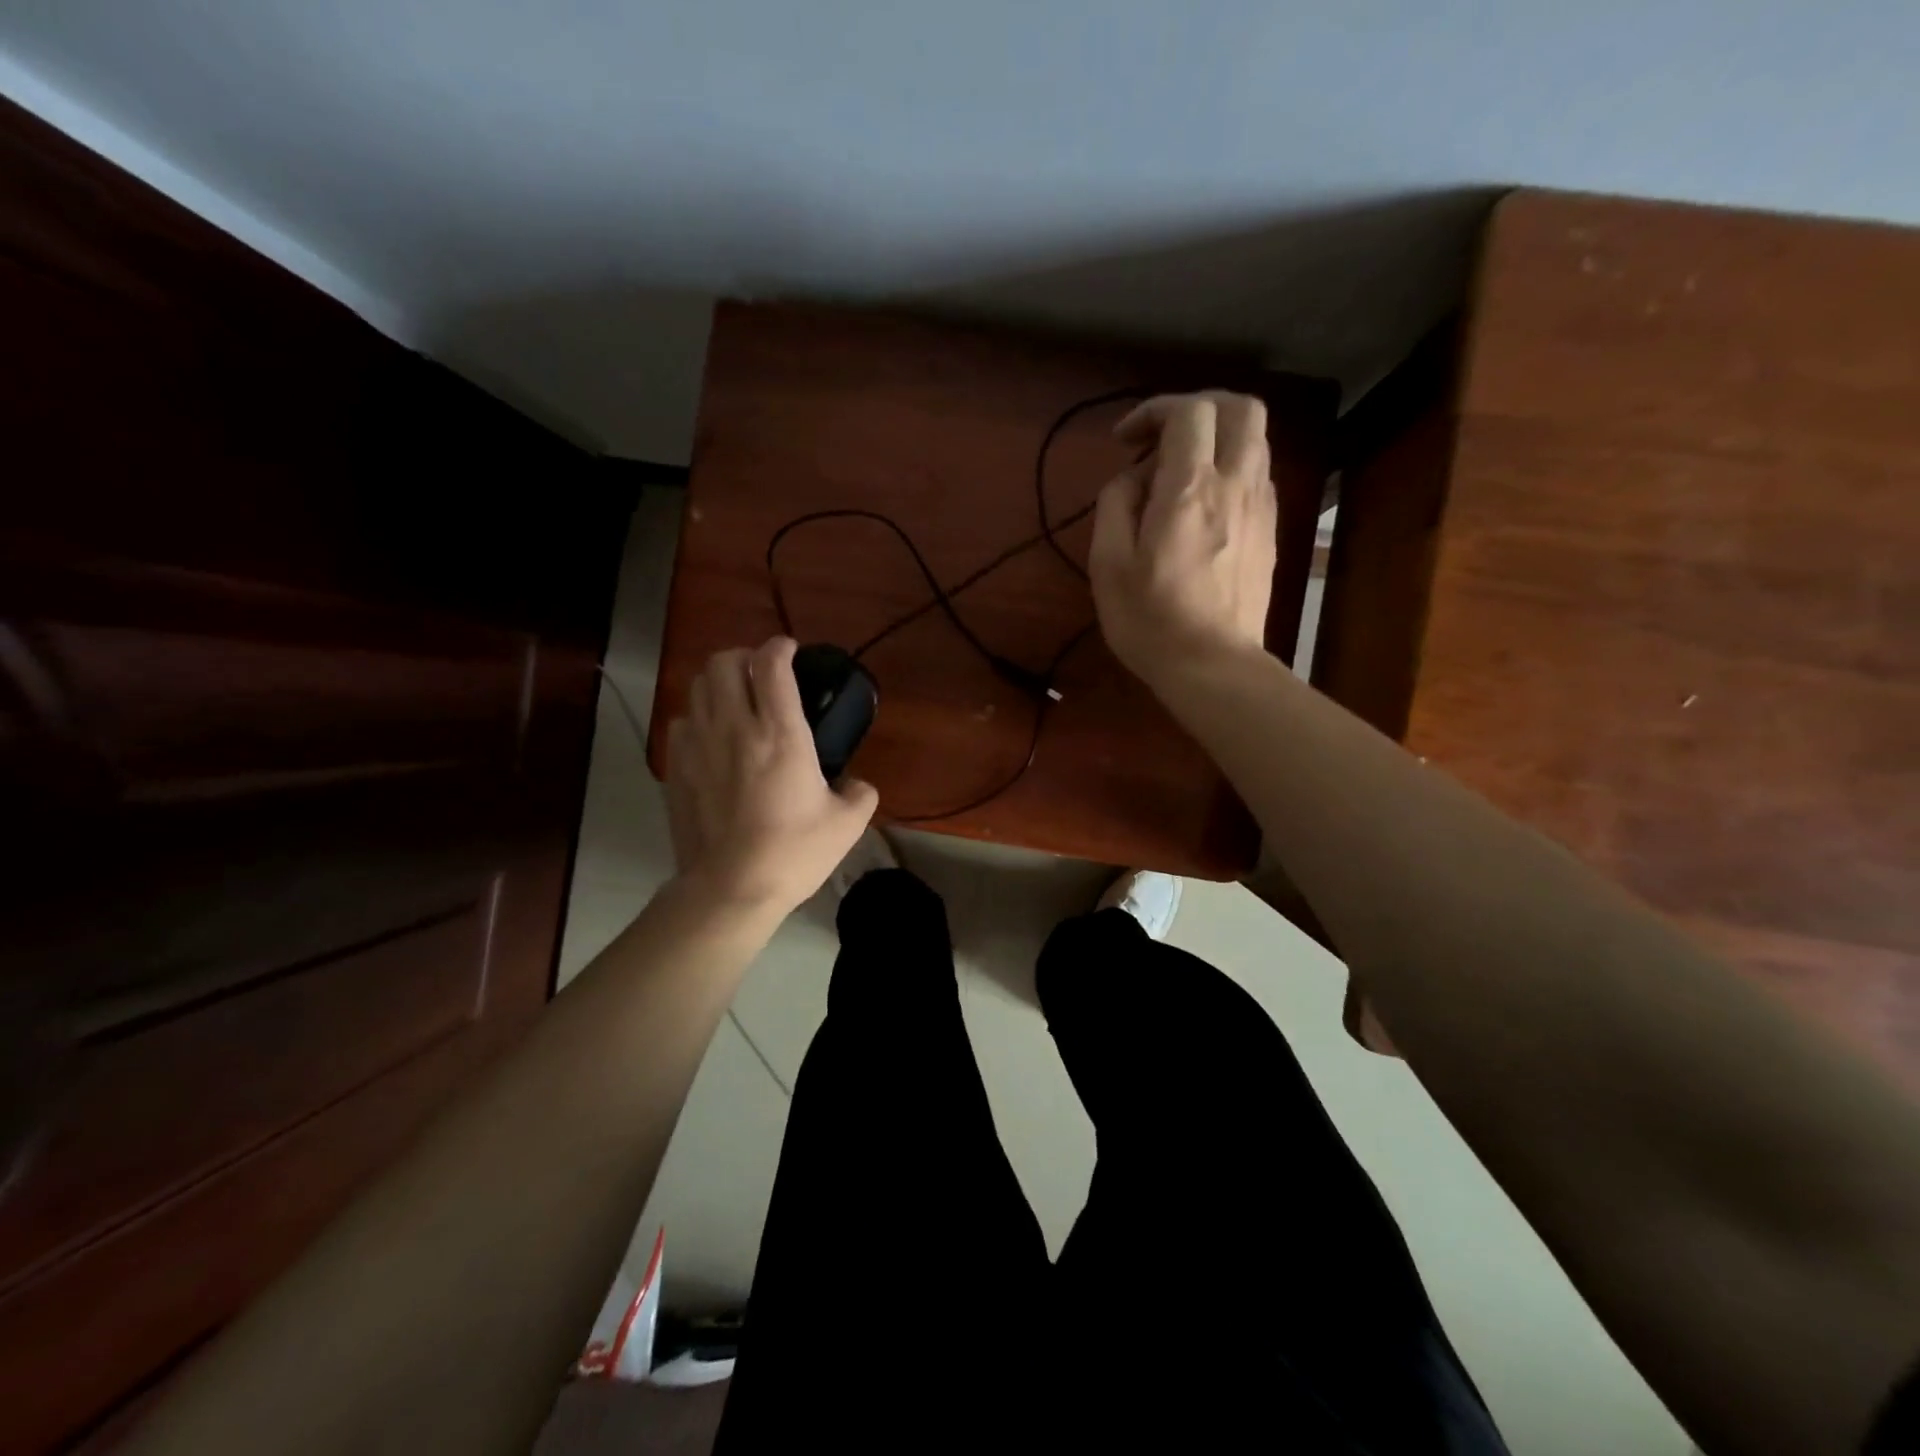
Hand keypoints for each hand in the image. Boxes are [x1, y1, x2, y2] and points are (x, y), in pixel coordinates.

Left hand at [665, 637, 878, 915]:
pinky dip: (698, 717)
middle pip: (724, 662)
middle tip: (762, 675)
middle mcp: (735, 727)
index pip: (772, 664)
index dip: (781, 646)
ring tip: (736, 701)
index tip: (791, 651)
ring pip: (697, 686)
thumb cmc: (793, 852)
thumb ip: (860, 793)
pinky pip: (681, 721)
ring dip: (718, 683)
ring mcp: (699, 745)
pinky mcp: (677, 768)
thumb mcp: (847, 824)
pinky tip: (713, 738)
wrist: (731, 888)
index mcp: (781, 733)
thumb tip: (857, 784)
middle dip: (744, 657)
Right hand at [1088, 391, 1277, 688]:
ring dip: (1217, 438)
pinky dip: (1230, 469)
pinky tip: (1203, 506)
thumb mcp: (1108, 563)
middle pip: (1241, 406)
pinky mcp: (1270, 532)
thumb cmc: (1150, 619)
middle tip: (1163, 437)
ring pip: (1255, 439)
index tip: (1125, 441)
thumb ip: (1115, 504)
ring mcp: (1261, 508)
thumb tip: (1134, 477)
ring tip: (1180, 474)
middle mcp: (1236, 485)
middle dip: (1199, 406)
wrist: (1213, 666)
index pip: (1188, 411)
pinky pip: (1257, 476)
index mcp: (1190, 489)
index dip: (1154, 410)